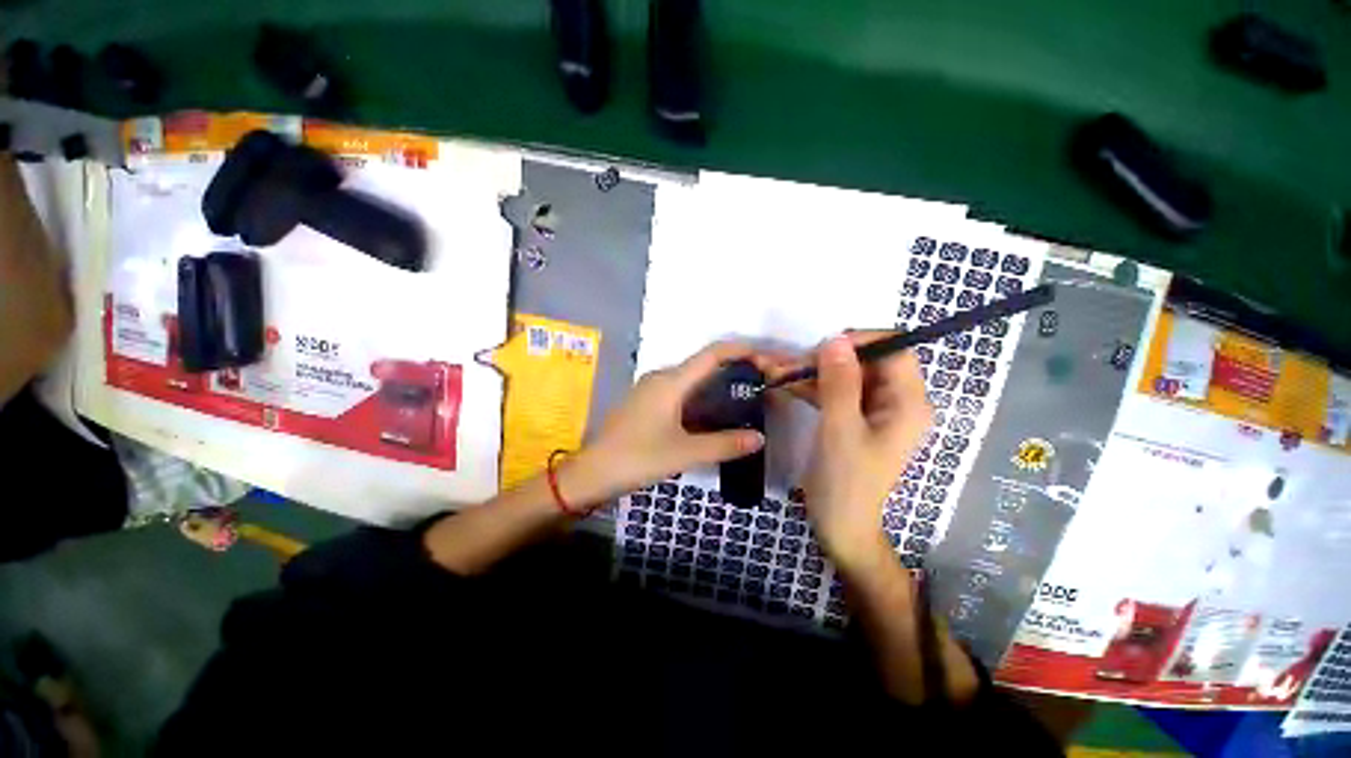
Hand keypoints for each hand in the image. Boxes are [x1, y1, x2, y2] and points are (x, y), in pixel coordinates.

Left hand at [558, 342, 766, 509]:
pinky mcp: (648, 403)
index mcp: (671, 381)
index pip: (712, 354)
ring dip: (721, 384)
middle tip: (764, 382)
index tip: (767, 359)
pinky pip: (683, 392)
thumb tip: (759, 438)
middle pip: (705, 364)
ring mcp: (653, 390)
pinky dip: (704, 398)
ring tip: (748, 396)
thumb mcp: (684, 453)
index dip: (742, 351)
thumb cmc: (636, 458)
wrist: (591, 473)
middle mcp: (662, 377)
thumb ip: (724, 445)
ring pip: (694, 379)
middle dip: (737, 368)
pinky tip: (717, 414)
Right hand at [765, 333, 931, 570]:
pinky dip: (811, 387)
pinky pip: (835, 392)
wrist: (840, 526)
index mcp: (907, 402)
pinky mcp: (854, 419)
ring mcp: (874, 410)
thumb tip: (835, 339)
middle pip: (866, 361)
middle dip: (827, 358)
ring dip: (813, 372)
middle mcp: (896, 401)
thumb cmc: (846, 481)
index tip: (821, 348)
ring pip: (845, 376)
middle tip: (791, 365)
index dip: (860, 341)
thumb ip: (839, 383)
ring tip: (778, 374)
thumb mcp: (839, 429)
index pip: (894, 349)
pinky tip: (785, 386)